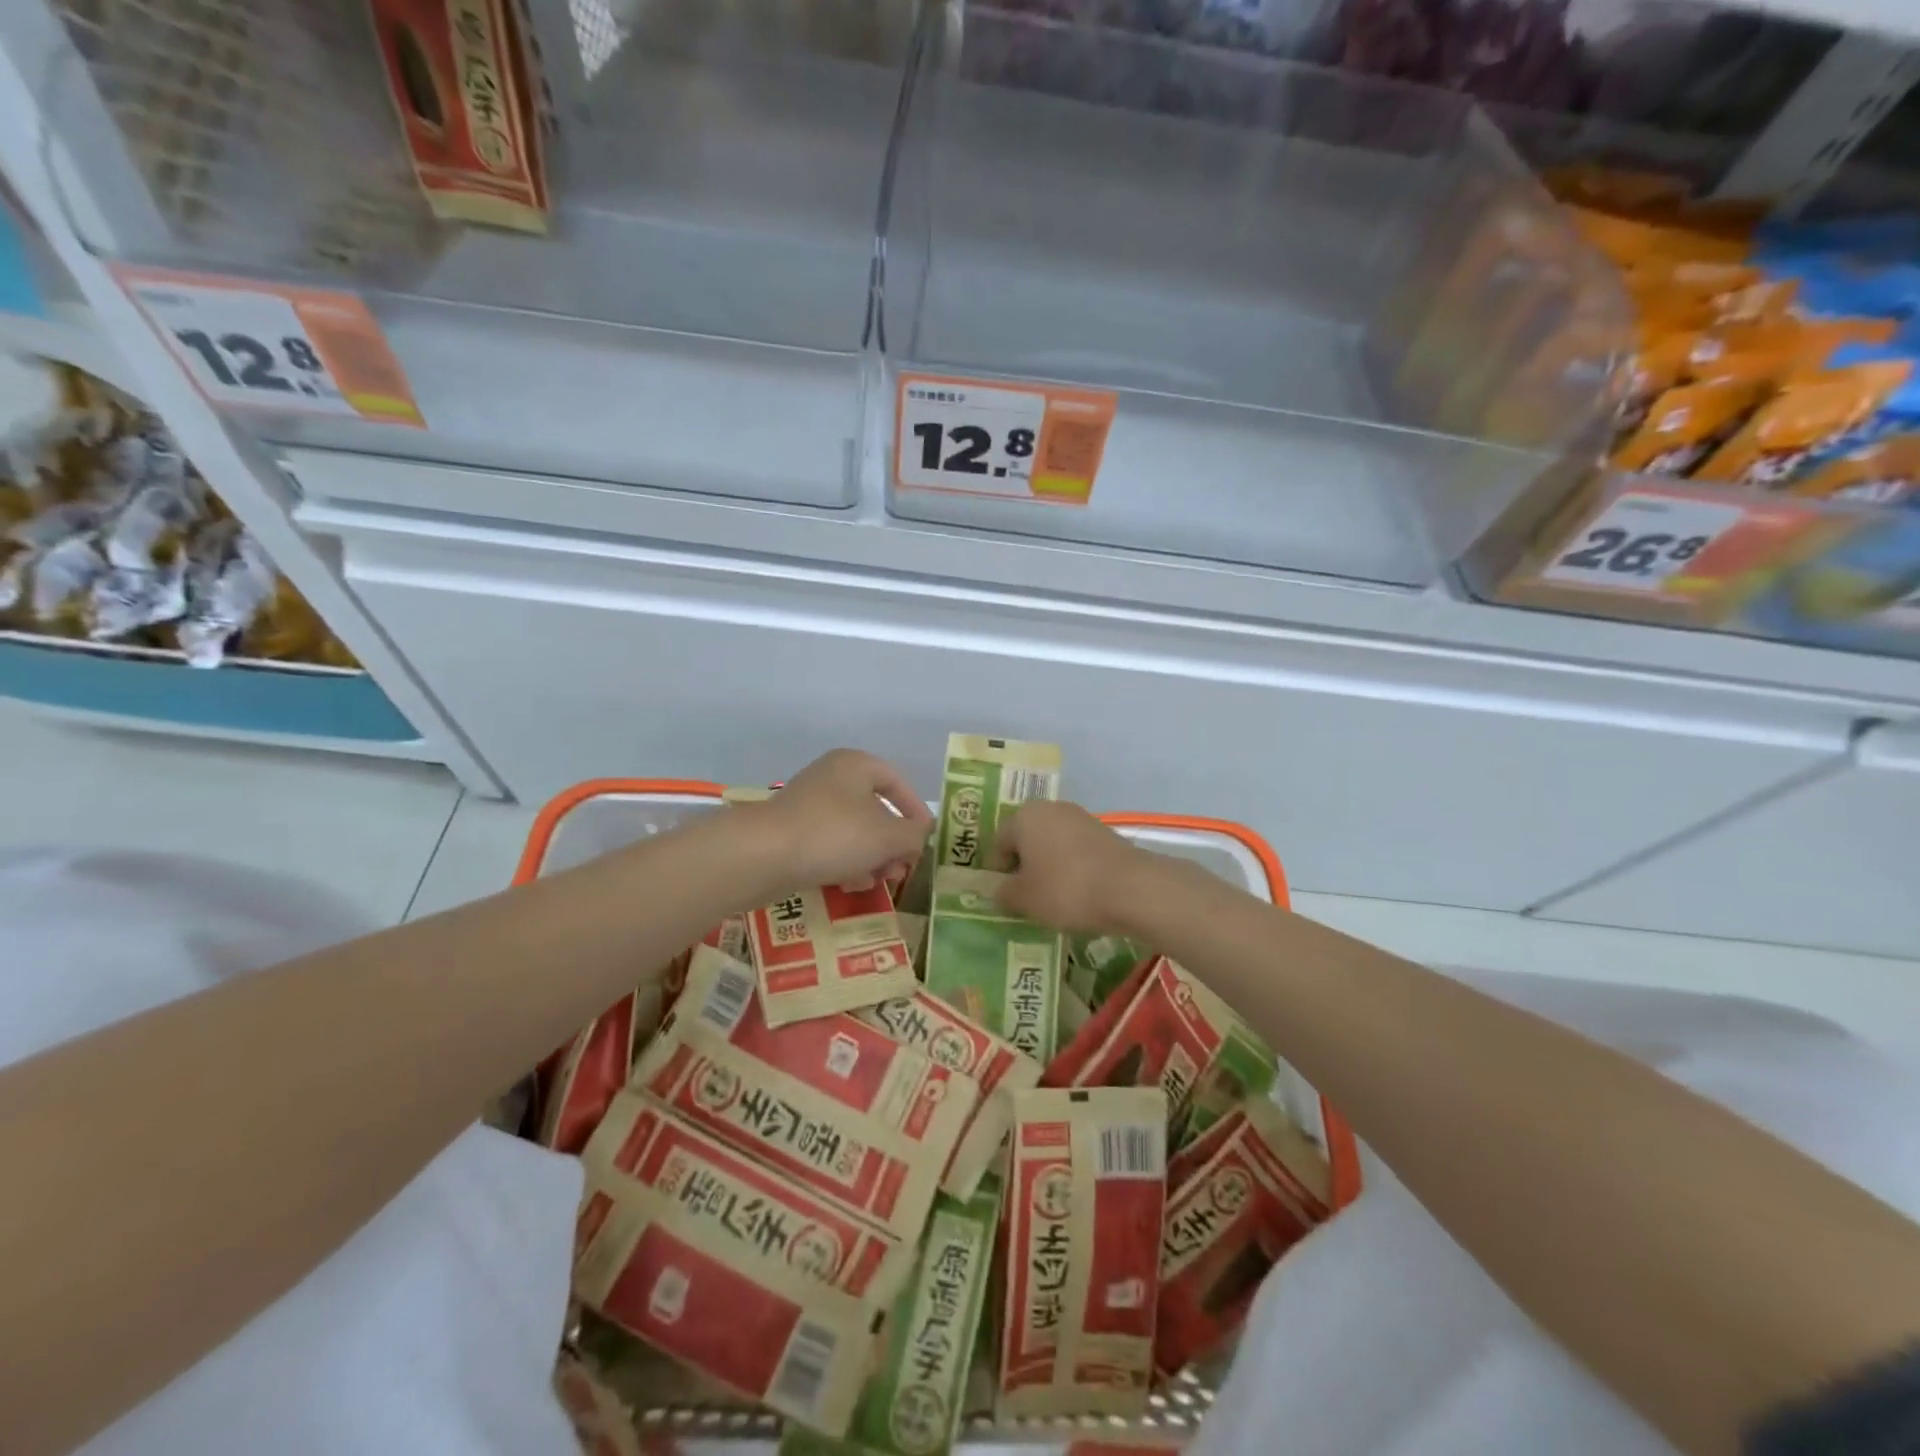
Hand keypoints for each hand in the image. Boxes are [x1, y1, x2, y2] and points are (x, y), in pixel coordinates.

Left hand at [748, 749, 932, 894]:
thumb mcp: (887, 836)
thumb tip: (919, 836)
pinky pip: (829, 844)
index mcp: (856, 765)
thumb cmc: (834, 835)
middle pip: (875, 809)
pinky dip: (844, 862)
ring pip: (853, 830)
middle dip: (892, 842)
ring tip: (877, 881)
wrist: (762, 855)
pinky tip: (849, 884)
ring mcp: (809, 805)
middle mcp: (832, 778)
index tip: (925, 839)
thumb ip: (913, 836)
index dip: (915, 811)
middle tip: (900, 869)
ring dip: (870, 857)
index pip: (897, 782)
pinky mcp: (792, 831)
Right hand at [988, 800, 1149, 933]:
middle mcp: (1051, 808)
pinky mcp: (1106, 833)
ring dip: (1050, 867)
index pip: (1000, 842)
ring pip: (1054, 845)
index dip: (999, 871)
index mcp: (1025, 816)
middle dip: (1025, 867)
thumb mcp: (1024, 899)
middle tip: (1028, 898)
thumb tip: (1000, 890)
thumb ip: (1004, 893)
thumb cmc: (1066, 889)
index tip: (1006, 897)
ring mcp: (1082, 818)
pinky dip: (1073, 869)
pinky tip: (1080, 893)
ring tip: (1055, 899)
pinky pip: (1077, 851)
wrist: (1131, 888)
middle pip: (1028, 840)